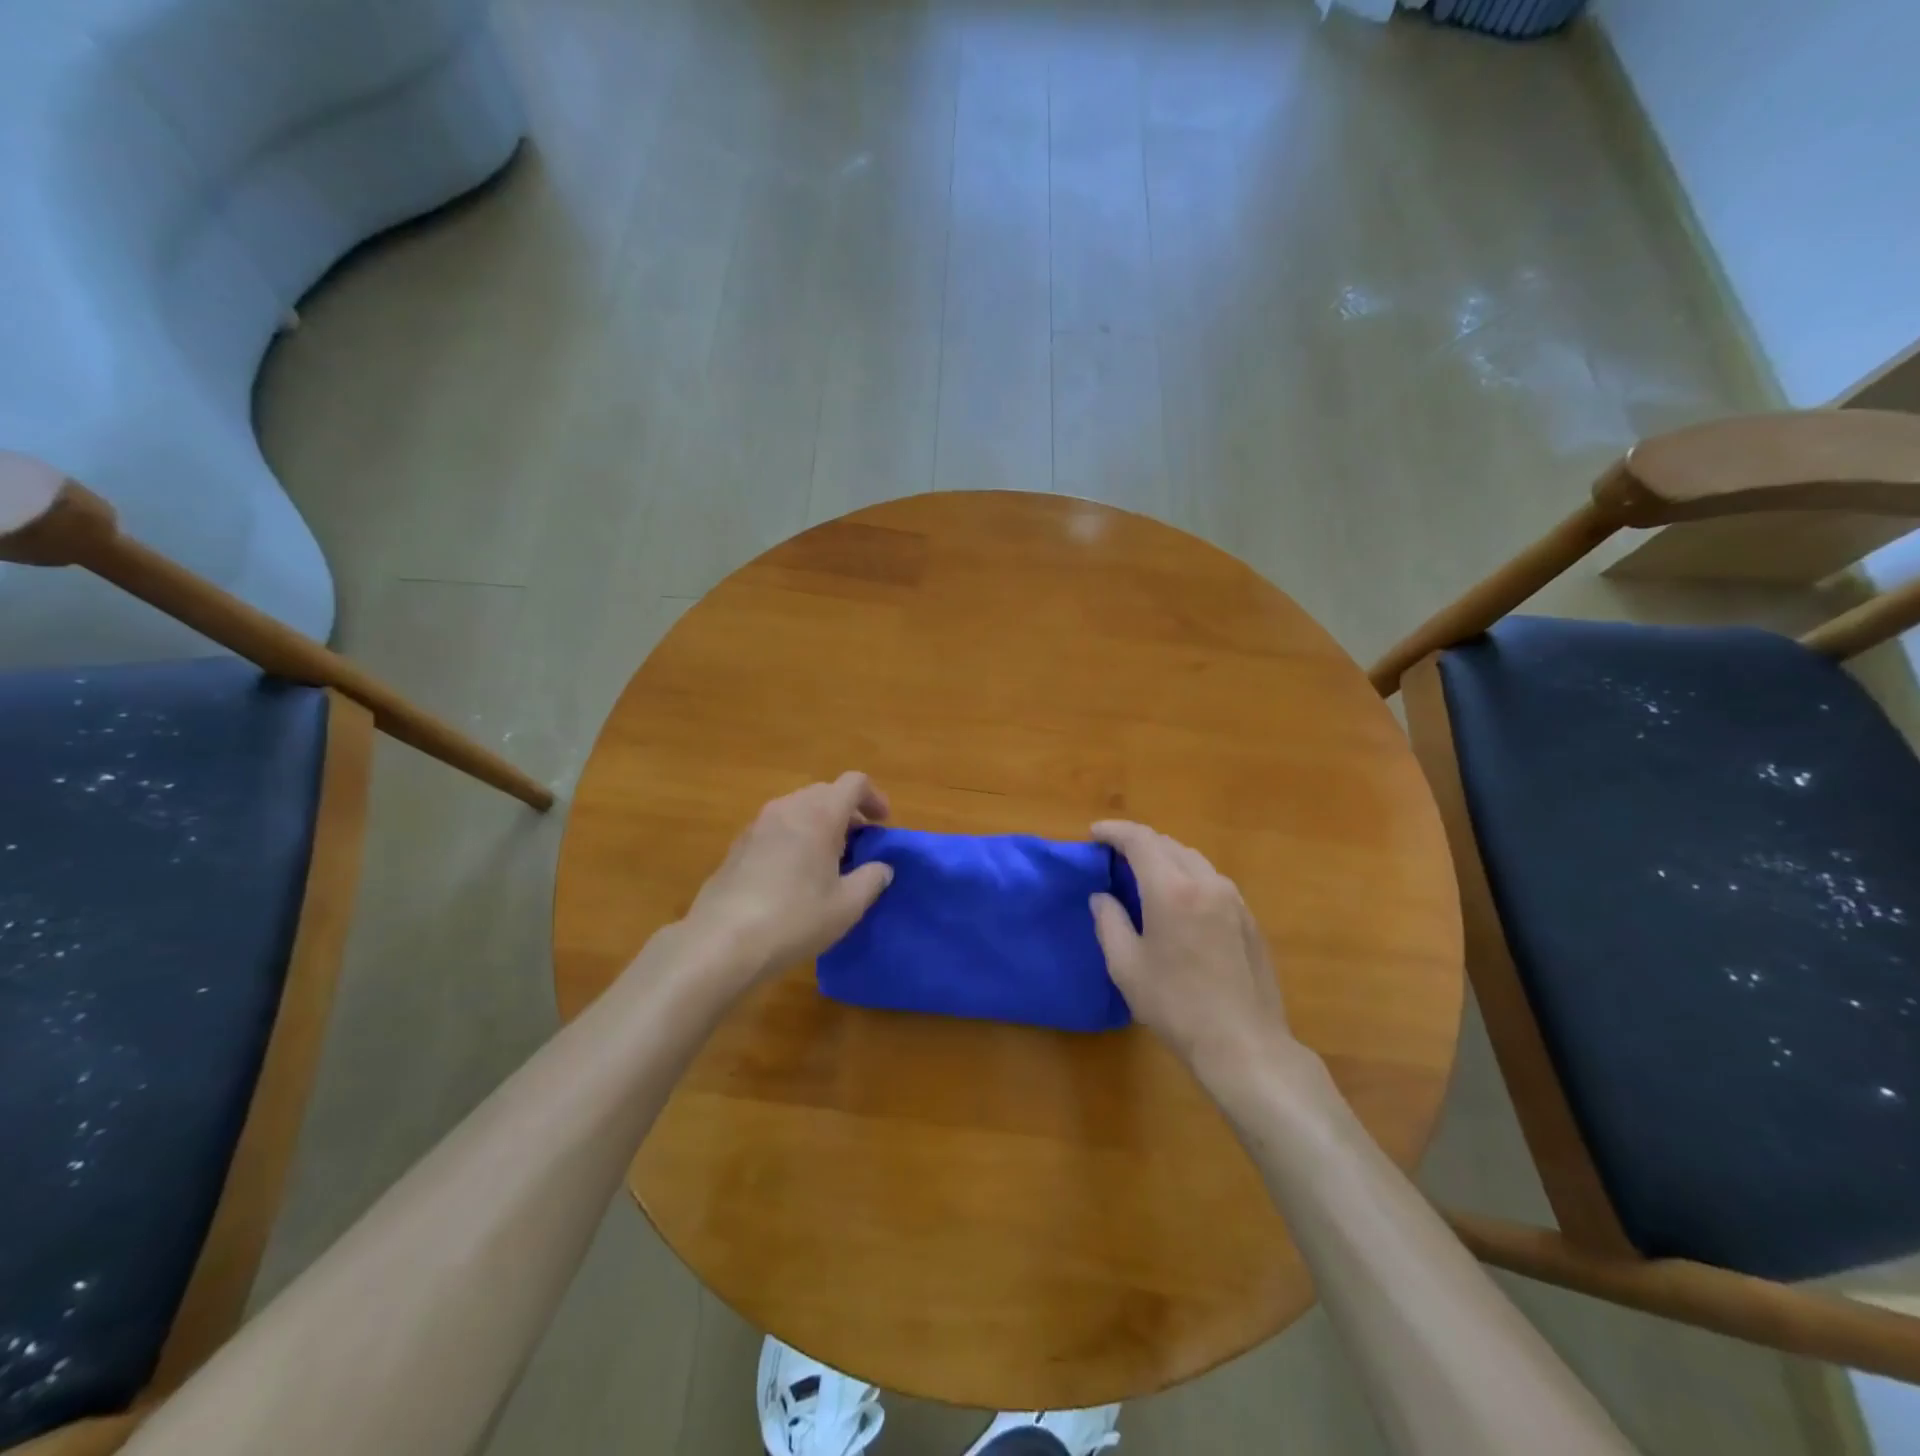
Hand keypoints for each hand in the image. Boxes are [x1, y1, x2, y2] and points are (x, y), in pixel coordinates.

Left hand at [680, 773, 894, 986]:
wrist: (722, 941)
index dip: (874, 797)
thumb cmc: (795, 918)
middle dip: (848, 812)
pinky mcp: (738, 845)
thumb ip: (872, 879)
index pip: (854, 783)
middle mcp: (788, 808)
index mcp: (819, 814)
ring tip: (829, 861)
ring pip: (799, 808)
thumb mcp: (847, 905)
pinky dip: (795, 837)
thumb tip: (882, 868)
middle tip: (860, 845)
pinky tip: (795, 875)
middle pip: (825, 792)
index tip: (883, 825)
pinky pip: (777, 827)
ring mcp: (758, 824)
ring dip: (820, 824)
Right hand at [1089, 821, 1307, 1091]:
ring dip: (1165, 858)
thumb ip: (1109, 922)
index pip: (1141, 840)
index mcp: (1173, 890)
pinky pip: (1212, 881)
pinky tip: (1178, 901)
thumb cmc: (1176, 1006)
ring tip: (1144, 875)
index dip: (1115, 831)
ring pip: (1193, 860)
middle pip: (1169, 844)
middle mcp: (1207, 883)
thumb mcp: (1127, 967)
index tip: (1095, 834)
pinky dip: (1188, 876)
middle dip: (1139, 843)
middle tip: (1114, 856)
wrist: (1244, 1044)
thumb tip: (1102, 897)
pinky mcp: (1248, 918)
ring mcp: (1234, 900)